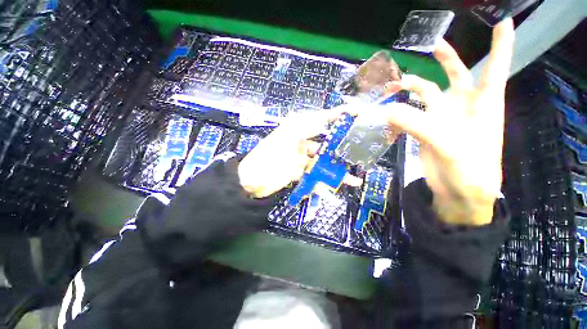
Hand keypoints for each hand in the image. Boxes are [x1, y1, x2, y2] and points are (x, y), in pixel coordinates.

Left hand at [238, 108, 361, 198]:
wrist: (251, 181)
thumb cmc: (267, 158)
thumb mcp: (284, 139)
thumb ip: (302, 128)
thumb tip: (322, 119)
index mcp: (296, 130)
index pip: (320, 119)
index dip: (337, 115)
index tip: (356, 112)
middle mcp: (301, 141)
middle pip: (325, 142)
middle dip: (341, 146)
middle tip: (360, 149)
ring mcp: (300, 158)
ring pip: (322, 161)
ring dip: (337, 169)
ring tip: (354, 177)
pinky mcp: (299, 171)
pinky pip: (315, 174)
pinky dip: (325, 180)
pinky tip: (336, 185)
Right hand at [382, 19, 514, 225]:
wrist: (457, 193)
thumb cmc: (468, 170)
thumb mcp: (447, 145)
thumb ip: (417, 125)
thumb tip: (387, 110)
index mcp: (482, 105)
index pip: (494, 68)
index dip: (500, 45)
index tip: (502, 21)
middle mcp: (462, 107)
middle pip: (456, 75)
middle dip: (446, 59)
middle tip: (434, 46)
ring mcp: (442, 119)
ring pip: (426, 95)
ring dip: (411, 88)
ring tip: (393, 84)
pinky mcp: (425, 131)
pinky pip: (409, 116)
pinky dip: (398, 114)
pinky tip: (387, 116)